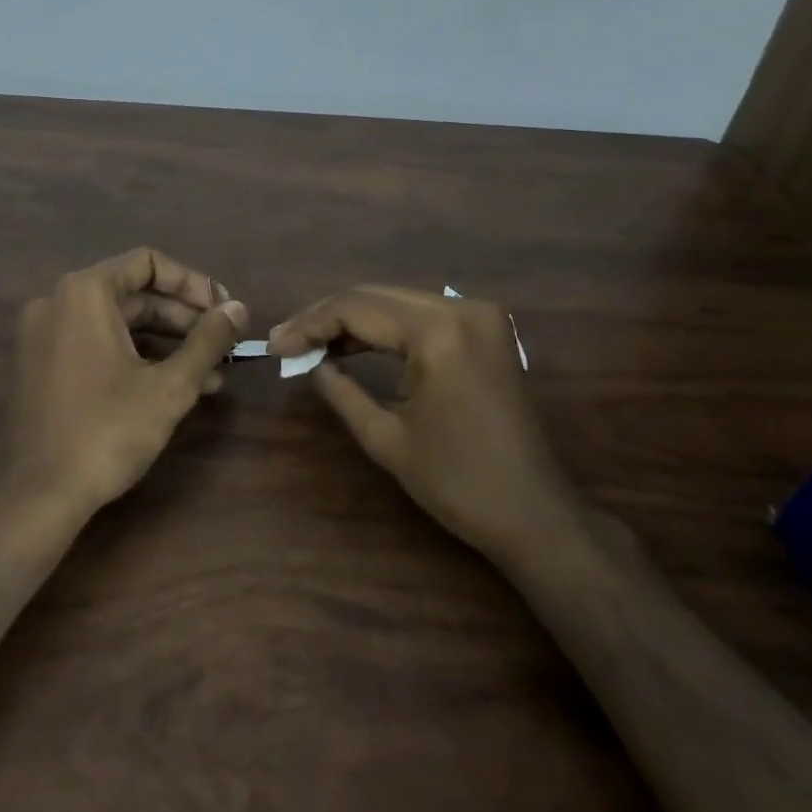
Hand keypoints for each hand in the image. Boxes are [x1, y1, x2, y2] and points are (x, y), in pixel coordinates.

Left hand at [4, 247, 247, 518]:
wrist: (37, 497)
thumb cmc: (106, 431)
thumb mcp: (169, 386)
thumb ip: (208, 341)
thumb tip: (240, 309)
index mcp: (84, 292)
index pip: (148, 263)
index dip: (193, 283)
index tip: (224, 311)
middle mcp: (58, 301)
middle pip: (134, 293)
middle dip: (185, 318)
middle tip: (224, 343)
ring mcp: (45, 334)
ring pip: (119, 323)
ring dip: (166, 343)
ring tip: (212, 372)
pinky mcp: (42, 364)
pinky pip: (97, 344)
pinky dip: (136, 357)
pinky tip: (175, 386)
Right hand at [268, 286, 560, 551]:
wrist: (537, 515)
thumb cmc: (459, 484)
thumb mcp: (386, 439)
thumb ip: (340, 391)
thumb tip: (310, 363)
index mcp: (438, 332)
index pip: (357, 308)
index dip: (309, 324)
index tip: (274, 346)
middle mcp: (460, 308)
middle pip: (375, 296)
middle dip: (326, 317)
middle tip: (285, 342)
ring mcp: (478, 316)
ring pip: (395, 302)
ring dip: (352, 320)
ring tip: (309, 344)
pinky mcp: (484, 330)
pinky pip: (420, 316)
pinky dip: (384, 328)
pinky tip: (353, 345)